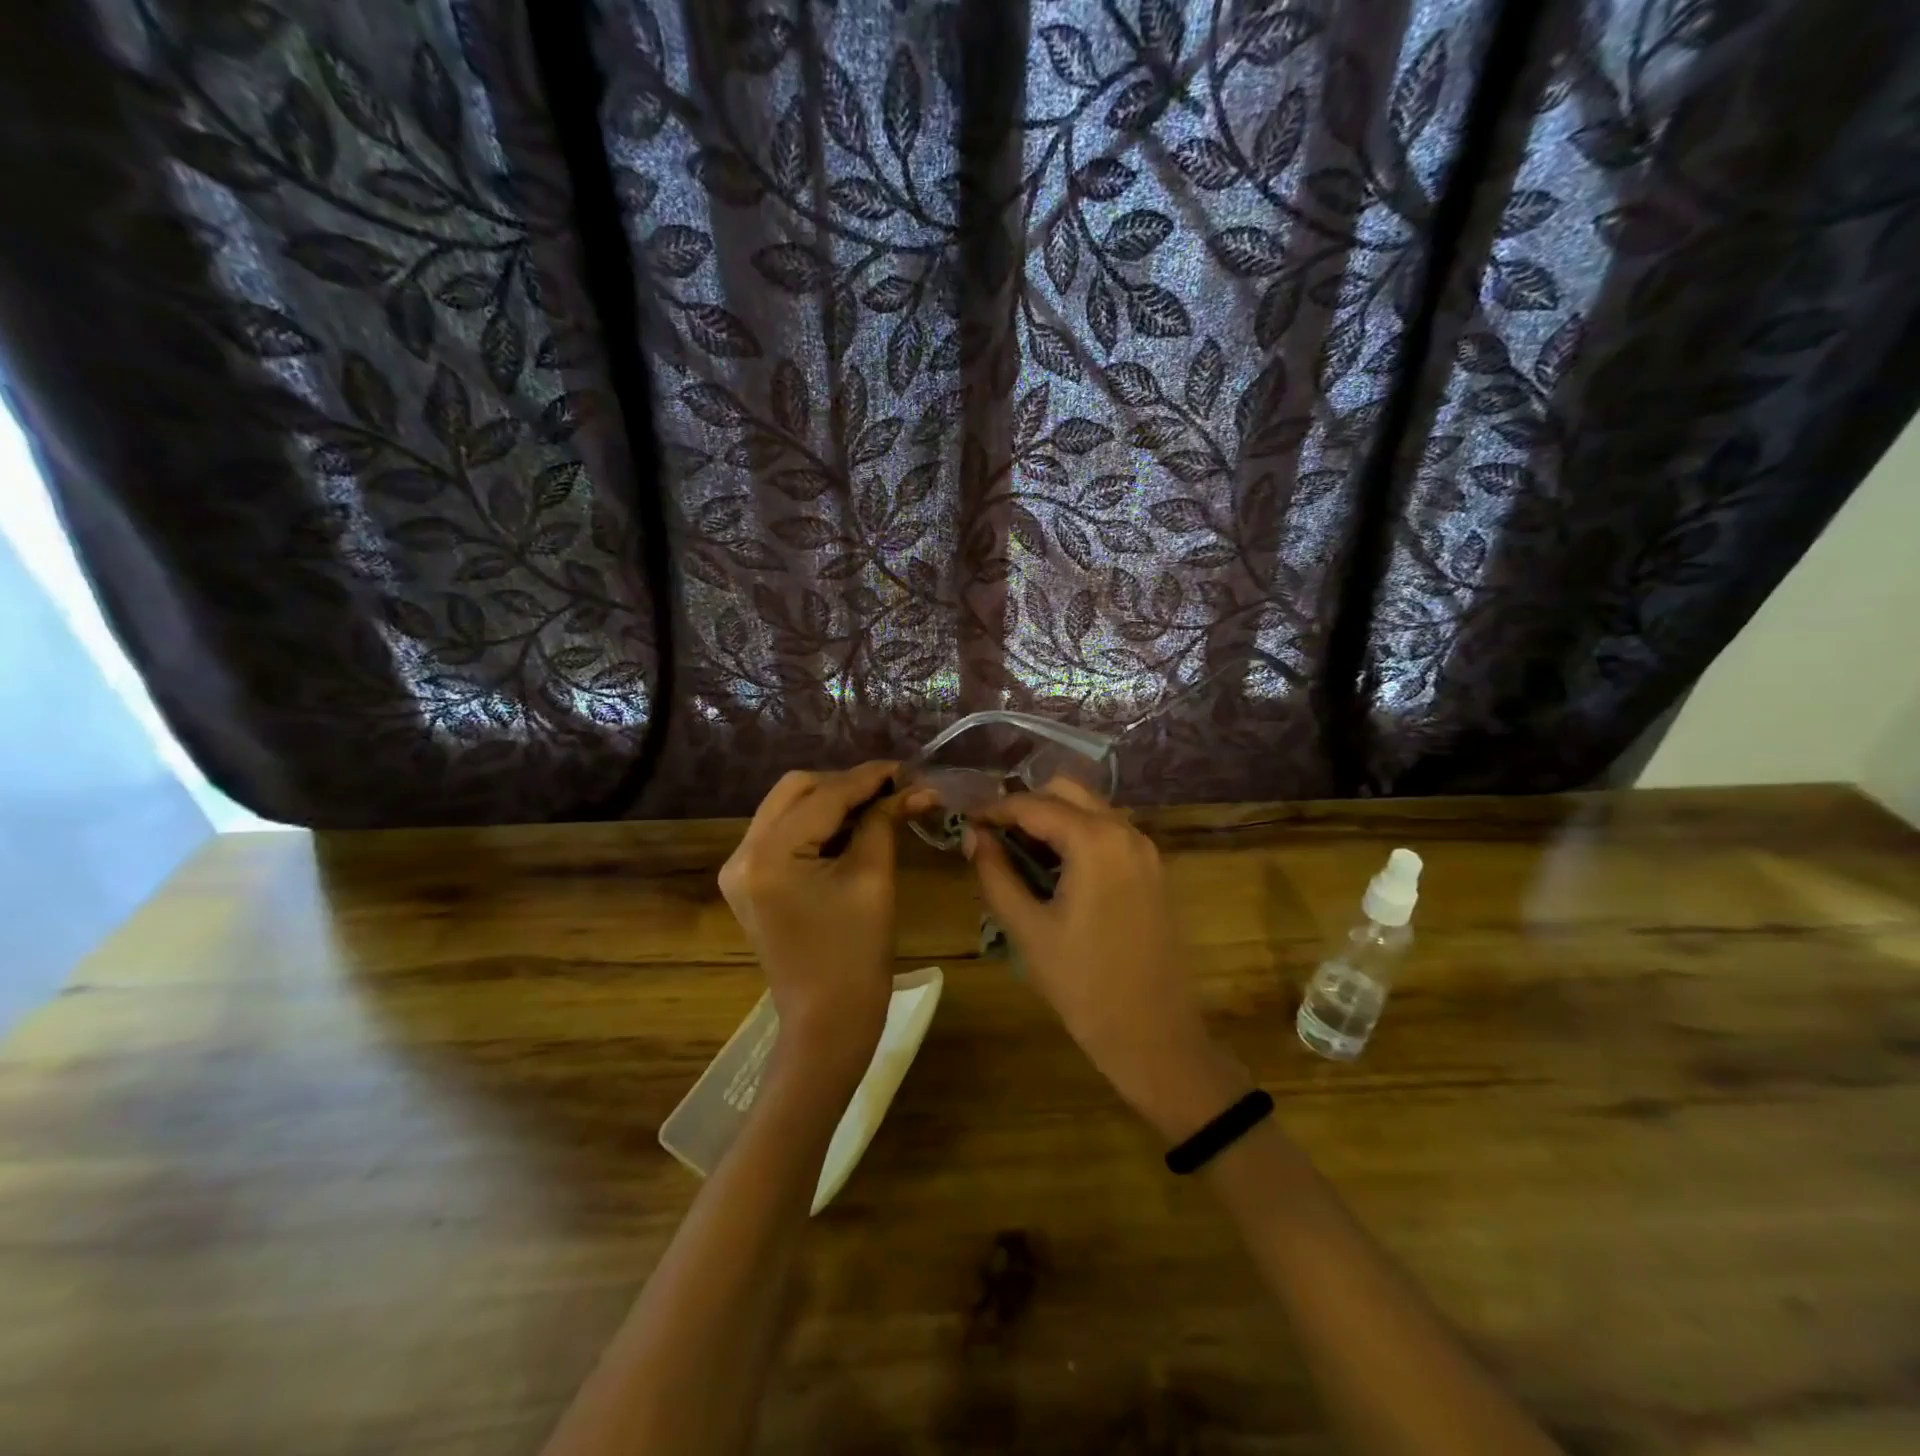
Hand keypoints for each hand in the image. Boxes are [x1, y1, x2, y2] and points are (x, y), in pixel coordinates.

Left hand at [719, 762, 931, 1083]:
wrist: (827, 1023)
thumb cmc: (856, 956)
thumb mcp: (873, 879)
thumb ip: (884, 822)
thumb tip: (914, 787)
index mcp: (768, 856)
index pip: (823, 796)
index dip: (867, 778)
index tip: (905, 767)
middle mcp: (742, 854)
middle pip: (796, 790)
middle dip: (845, 784)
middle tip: (891, 789)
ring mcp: (740, 869)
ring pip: (788, 807)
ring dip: (831, 800)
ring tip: (878, 804)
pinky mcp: (750, 882)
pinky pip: (784, 833)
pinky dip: (817, 823)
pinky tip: (852, 826)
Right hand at [965, 780, 1250, 1139]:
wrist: (1155, 1036)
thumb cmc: (1084, 985)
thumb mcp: (1028, 929)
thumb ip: (995, 874)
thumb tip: (973, 835)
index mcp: (1095, 840)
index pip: (1033, 804)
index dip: (994, 810)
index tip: (965, 824)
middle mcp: (1126, 831)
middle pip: (1067, 792)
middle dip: (1026, 806)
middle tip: (993, 837)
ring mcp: (1146, 849)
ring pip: (1091, 809)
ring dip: (1053, 820)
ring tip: (1018, 855)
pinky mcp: (1154, 870)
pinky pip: (1110, 833)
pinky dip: (1078, 836)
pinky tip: (1055, 870)